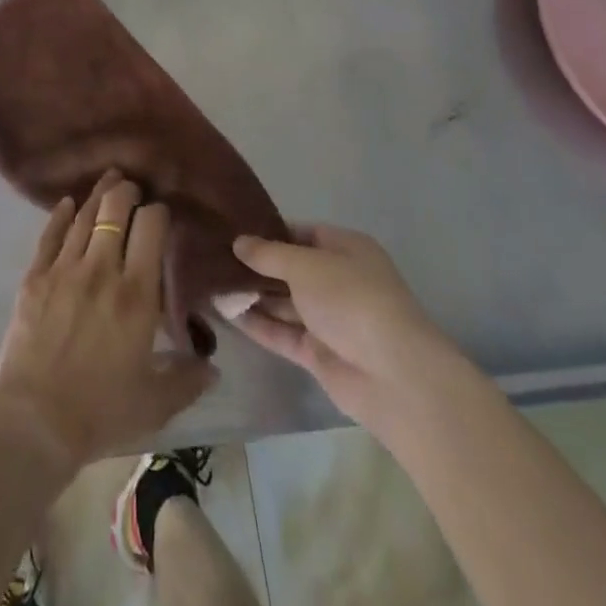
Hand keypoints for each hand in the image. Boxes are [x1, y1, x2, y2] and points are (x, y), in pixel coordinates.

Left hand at [0, 172, 214, 473]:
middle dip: (127, 192)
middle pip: (115, 210)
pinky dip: (61, 214)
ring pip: (85, 216)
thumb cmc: (102, 411)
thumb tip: (213, 367)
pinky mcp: (35, 277)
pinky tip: (68, 203)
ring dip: (98, 194)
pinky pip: (50, 234)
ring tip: (108, 179)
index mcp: (137, 294)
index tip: (161, 213)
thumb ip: (187, 379)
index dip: (158, 213)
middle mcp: (102, 269)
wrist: (36, 420)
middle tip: (133, 188)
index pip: (151, 229)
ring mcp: (64, 269)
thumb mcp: (156, 402)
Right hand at [231, 224, 457, 438]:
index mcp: (346, 249)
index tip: (234, 230)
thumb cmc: (352, 300)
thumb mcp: (305, 265)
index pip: (303, 233)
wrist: (394, 376)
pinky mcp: (319, 353)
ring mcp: (330, 320)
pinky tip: (225, 313)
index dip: (270, 231)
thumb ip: (269, 254)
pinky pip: (283, 333)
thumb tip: (239, 242)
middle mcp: (338, 281)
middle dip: (257, 265)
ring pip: (285, 302)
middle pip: (291, 269)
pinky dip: (257, 324)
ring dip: (253, 295)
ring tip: (211, 282)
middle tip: (214, 256)